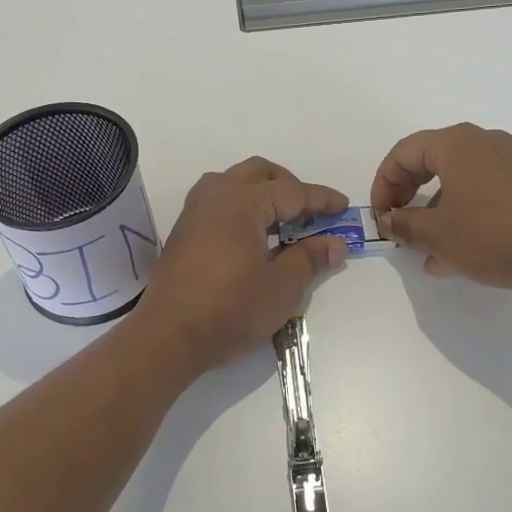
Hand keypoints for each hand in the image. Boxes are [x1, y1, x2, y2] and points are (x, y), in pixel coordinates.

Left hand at [135, 157, 349, 371]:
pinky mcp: (183, 232)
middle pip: (259, 174)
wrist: (168, 337)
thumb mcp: (281, 287)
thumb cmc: (230, 309)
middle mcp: (215, 196)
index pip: (291, 191)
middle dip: (289, 186)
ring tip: (281, 222)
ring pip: (233, 183)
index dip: (320, 199)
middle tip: (310, 213)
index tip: (343, 206)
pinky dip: (241, 207)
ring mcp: (194, 213)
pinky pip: (217, 202)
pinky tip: (252, 237)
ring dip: (261, 193)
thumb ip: (309, 259)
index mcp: (241, 203)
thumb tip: (335, 244)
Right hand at [370, 124, 511, 295]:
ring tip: (424, 253)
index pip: (404, 152)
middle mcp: (484, 145)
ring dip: (434, 215)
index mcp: (458, 144)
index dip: (383, 183)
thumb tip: (389, 220)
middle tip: (398, 227)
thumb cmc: (494, 233)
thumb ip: (405, 224)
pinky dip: (462, 219)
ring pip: (457, 184)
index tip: (380, 217)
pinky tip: (455, 257)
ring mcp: (510, 166)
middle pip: (430, 164)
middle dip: (408, 198)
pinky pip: (482, 197)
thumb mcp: (438, 234)